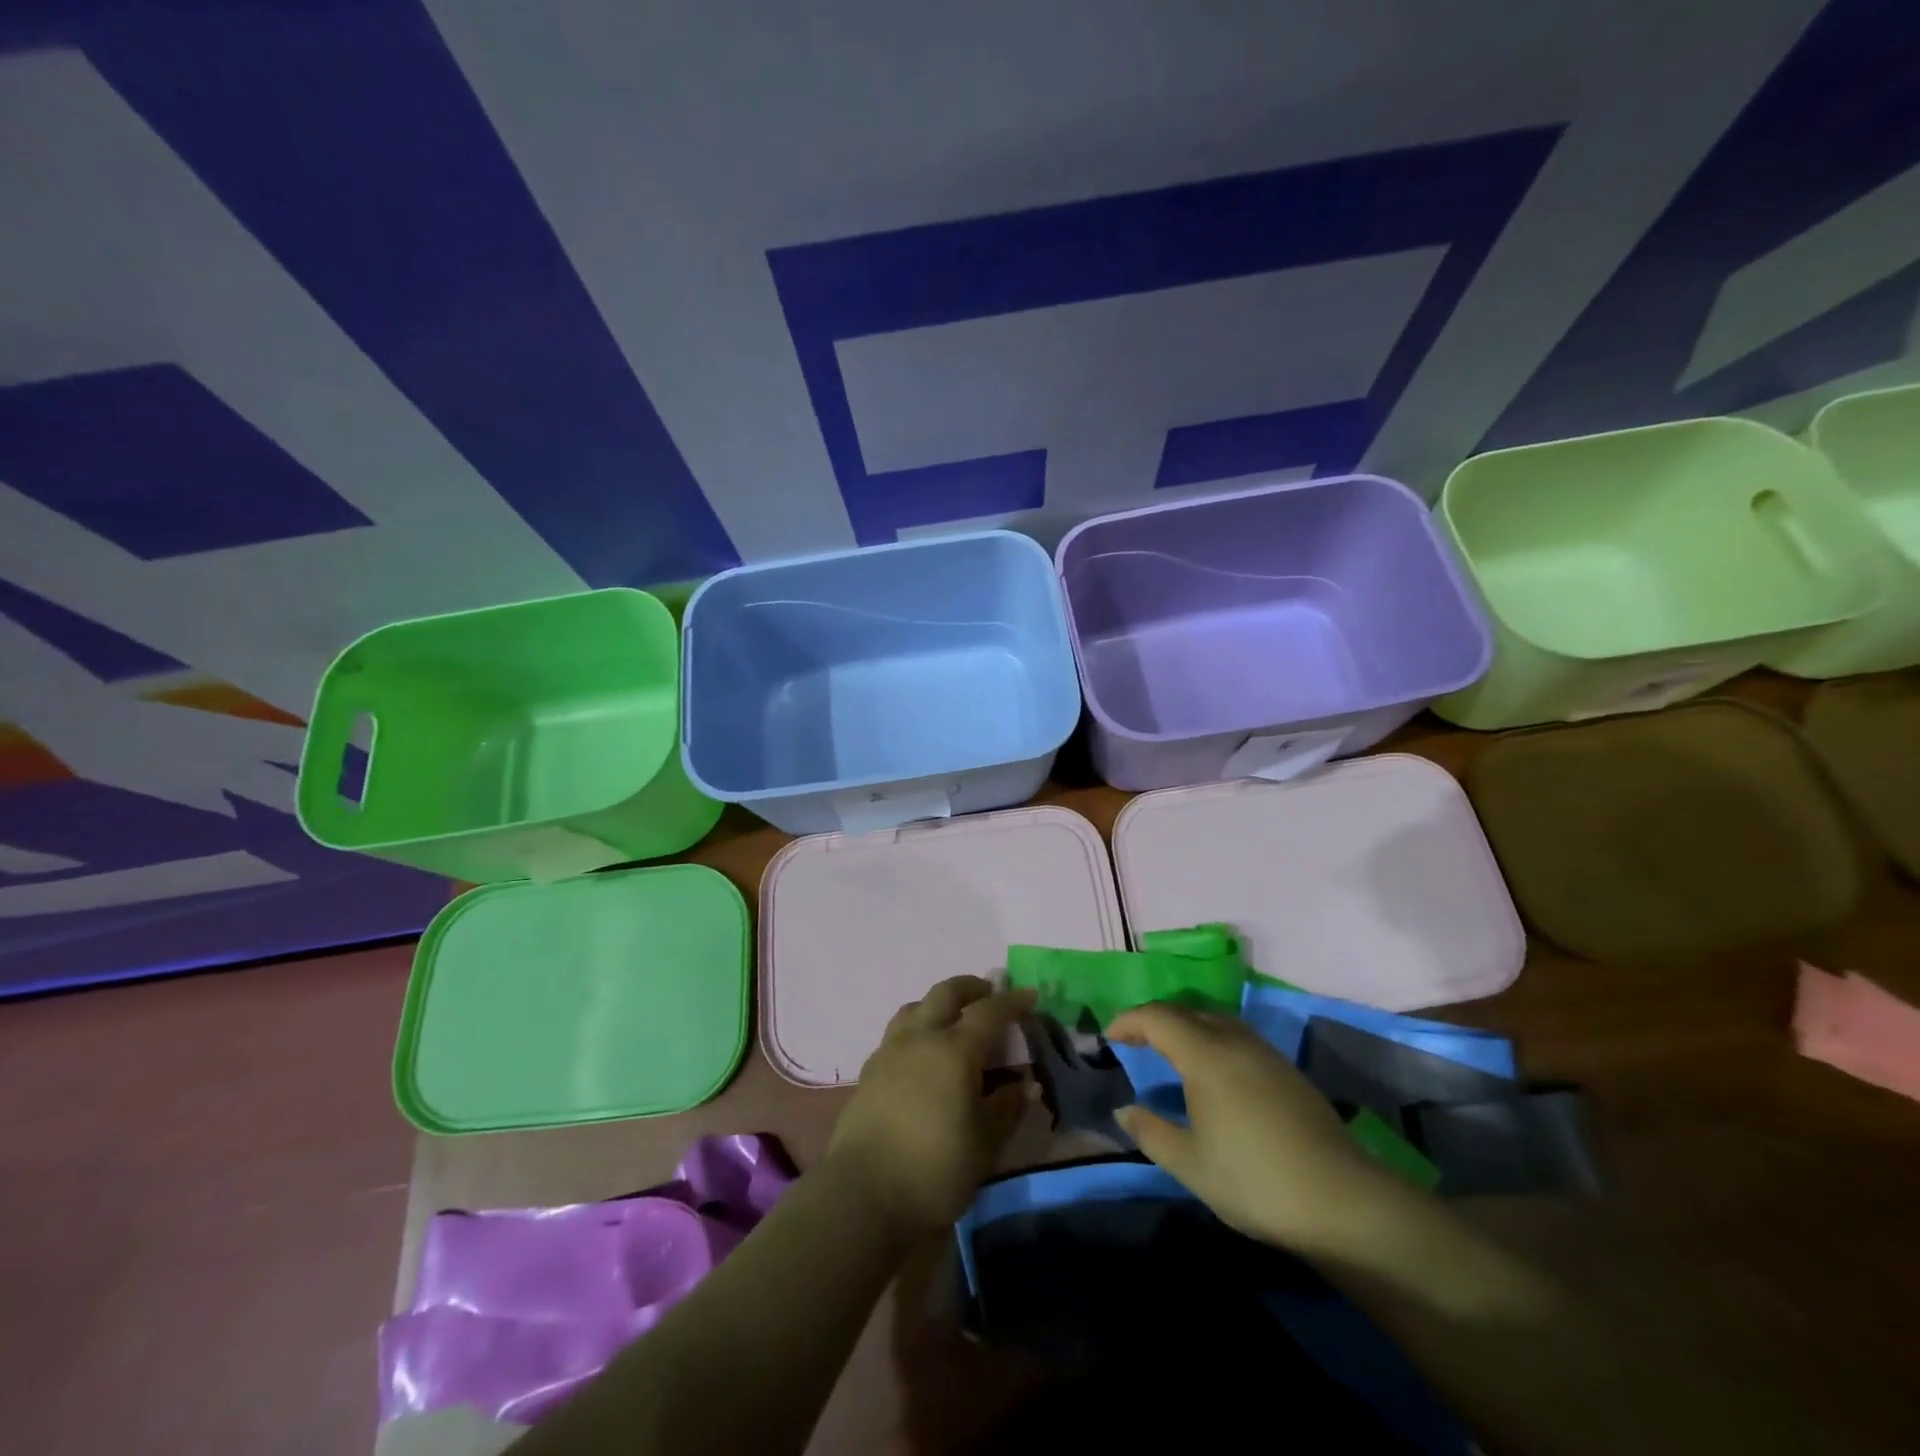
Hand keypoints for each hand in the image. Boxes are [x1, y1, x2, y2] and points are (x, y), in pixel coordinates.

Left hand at [824, 976, 1034, 1236]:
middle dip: (971, 987)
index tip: (1029, 996)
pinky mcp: (869, 1071)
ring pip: (915, 1007)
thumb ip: (1007, 1108)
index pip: (989, 1012)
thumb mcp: (984, 1145)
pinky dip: (916, 1028)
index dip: (1012, 1001)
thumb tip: (1025, 1085)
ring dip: (938, 1003)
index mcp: (955, 1050)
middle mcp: (921, 1038)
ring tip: (952, 1019)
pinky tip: (921, 1053)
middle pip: (946, 993)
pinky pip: (897, 1032)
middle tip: (989, 993)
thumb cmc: (934, 1170)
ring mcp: (890, 1051)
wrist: (862, 1195)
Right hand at [1107, 1002, 1412, 1252]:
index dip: (1129, 1021)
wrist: (1343, 1202)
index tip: (1110, 1037)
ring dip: (1186, 1026)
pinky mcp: (1287, 1070)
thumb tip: (1124, 1109)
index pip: (1158, 1017)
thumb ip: (1151, 1132)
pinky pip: (1237, 1036)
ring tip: (1170, 1051)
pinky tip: (1214, 1071)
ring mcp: (1265, 1053)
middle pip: (1187, 1011)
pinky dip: (1212, 1039)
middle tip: (1134, 1041)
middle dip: (1155, 1019)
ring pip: (1215, 1019)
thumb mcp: (1190, 1165)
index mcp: (1205, 1055)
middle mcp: (1234, 1040)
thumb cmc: (1255, 1181)